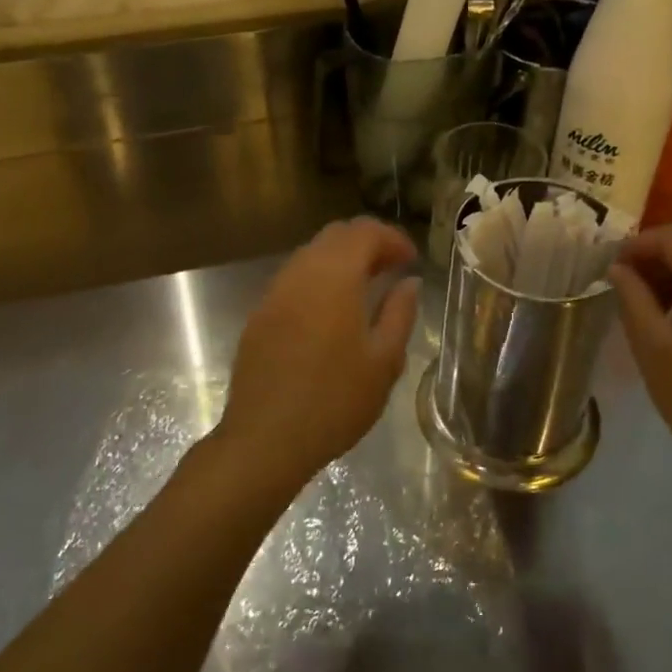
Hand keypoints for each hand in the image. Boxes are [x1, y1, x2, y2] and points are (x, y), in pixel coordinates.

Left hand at [218, 218, 419, 489]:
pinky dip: (318, 279)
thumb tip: (409, 282)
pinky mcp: (259, 315)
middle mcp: (300, 273)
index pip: (364, 232)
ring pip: (310, 254)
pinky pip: (293, 279)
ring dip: (340, 260)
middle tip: (392, 269)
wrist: (265, 439)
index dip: (392, 238)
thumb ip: (400, 313)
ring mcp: (274, 293)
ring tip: (365, 288)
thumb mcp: (383, 362)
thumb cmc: (335, 401)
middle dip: (367, 243)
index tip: (412, 260)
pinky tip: (331, 312)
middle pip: (335, 236)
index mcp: (334, 277)